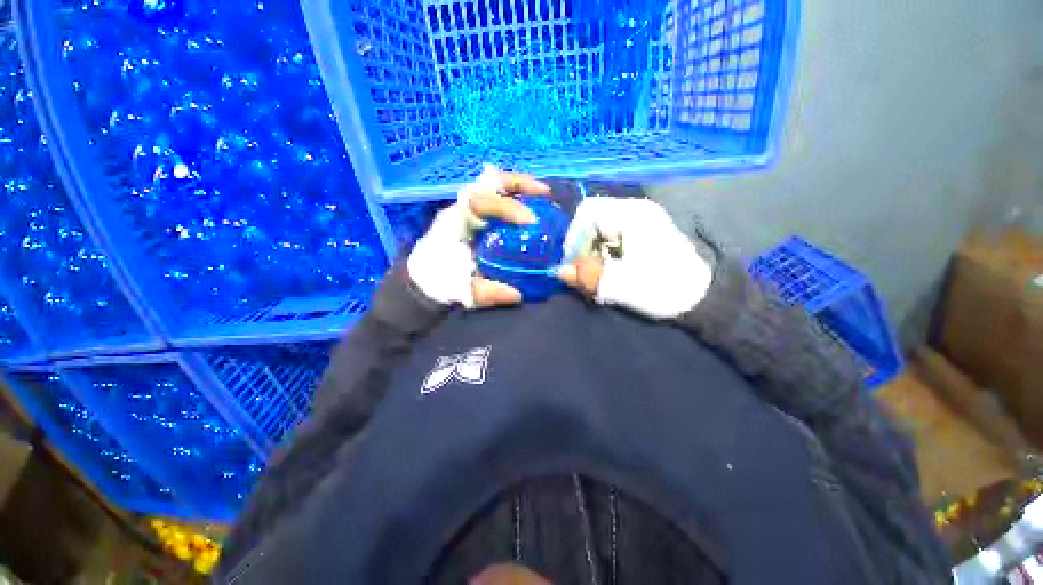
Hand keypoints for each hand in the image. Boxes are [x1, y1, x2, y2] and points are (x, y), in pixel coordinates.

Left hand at [407, 165, 549, 308]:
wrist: (422, 281)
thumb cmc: (438, 281)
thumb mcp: (461, 291)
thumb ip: (486, 293)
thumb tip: (518, 295)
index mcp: (455, 223)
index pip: (480, 202)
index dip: (507, 207)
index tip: (530, 221)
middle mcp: (462, 211)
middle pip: (489, 184)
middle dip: (518, 184)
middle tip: (544, 193)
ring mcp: (470, 212)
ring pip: (494, 188)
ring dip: (520, 188)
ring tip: (544, 195)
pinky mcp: (477, 219)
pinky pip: (497, 201)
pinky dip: (517, 200)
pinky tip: (533, 210)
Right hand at [557, 197, 712, 319]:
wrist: (702, 299)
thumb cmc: (663, 288)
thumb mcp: (621, 285)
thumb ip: (588, 276)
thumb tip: (560, 271)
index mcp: (632, 214)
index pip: (588, 211)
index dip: (574, 235)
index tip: (574, 262)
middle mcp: (635, 210)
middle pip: (592, 222)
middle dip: (583, 249)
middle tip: (586, 276)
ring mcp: (640, 222)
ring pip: (600, 232)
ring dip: (593, 256)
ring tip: (599, 279)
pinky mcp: (643, 234)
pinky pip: (611, 239)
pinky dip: (604, 257)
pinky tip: (610, 275)